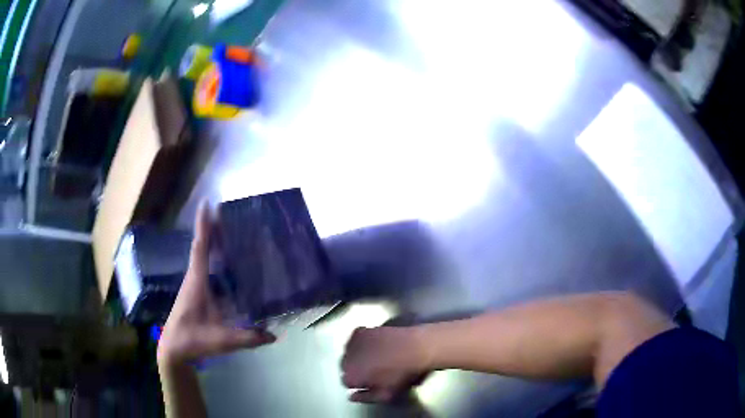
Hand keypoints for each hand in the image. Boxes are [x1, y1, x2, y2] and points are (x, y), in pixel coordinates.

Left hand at [158, 202, 275, 365]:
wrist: (174, 349)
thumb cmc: (192, 339)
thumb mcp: (221, 340)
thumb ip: (248, 338)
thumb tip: (274, 334)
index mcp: (197, 282)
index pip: (200, 248)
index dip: (203, 225)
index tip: (207, 203)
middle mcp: (194, 278)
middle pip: (202, 246)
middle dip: (212, 228)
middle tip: (228, 213)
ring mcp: (194, 286)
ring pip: (203, 257)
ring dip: (212, 243)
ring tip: (230, 232)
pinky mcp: (196, 294)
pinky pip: (205, 269)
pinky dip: (214, 259)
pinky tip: (227, 265)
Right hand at [341, 326, 430, 402]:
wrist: (416, 348)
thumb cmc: (403, 374)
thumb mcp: (387, 394)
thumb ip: (366, 397)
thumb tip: (352, 397)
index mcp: (351, 376)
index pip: (346, 382)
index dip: (359, 383)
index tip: (370, 382)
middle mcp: (346, 359)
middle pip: (345, 366)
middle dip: (355, 369)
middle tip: (372, 370)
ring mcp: (352, 342)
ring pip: (349, 353)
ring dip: (357, 356)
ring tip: (375, 356)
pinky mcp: (360, 330)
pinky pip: (355, 339)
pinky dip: (361, 343)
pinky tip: (375, 345)